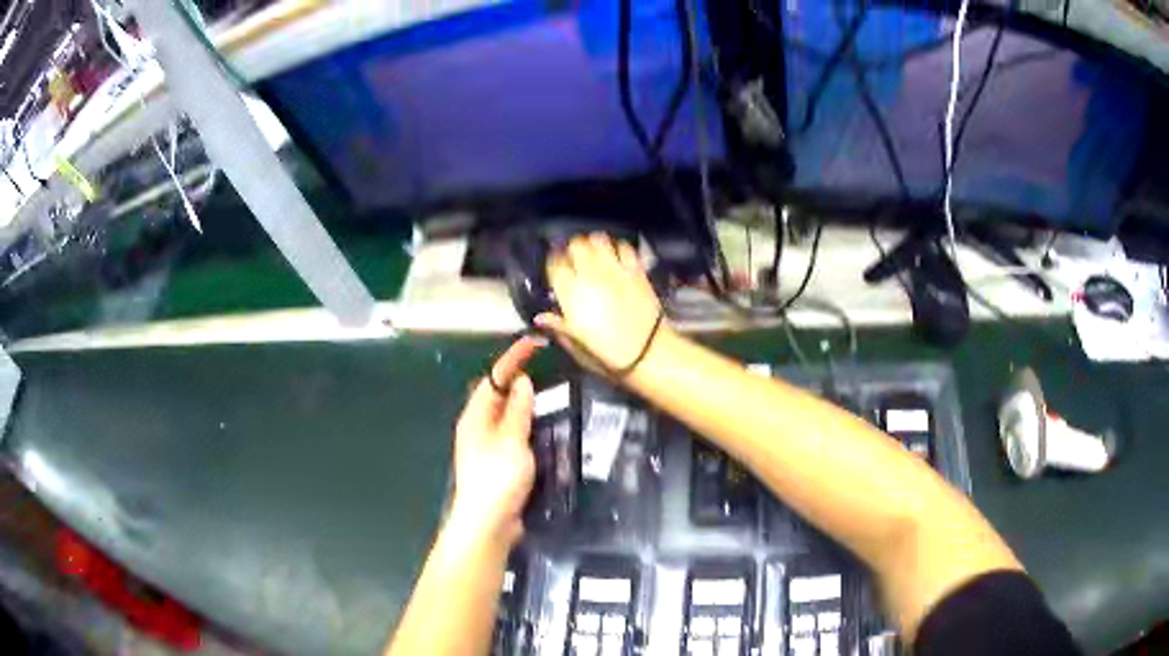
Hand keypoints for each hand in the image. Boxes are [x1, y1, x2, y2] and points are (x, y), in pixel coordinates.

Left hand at [449, 336, 544, 546]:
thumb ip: (517, 410)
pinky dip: (529, 428)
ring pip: (507, 417)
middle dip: (519, 380)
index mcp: (475, 417)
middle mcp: (478, 428)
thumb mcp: (511, 440)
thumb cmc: (497, 479)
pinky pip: (515, 437)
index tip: (533, 343)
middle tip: (547, 369)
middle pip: (498, 396)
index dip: (512, 359)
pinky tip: (547, 431)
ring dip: (526, 406)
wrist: (488, 524)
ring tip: (553, 396)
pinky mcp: (498, 465)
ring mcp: (487, 448)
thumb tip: (521, 380)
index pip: (493, 379)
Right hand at [536, 233, 663, 372]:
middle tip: (574, 259)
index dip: (553, 263)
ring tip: (595, 253)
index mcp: (570, 292)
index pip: (554, 264)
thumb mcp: (576, 347)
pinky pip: (625, 247)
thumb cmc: (608, 355)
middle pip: (576, 245)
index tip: (555, 268)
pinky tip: (618, 257)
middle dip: (573, 249)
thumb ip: (558, 327)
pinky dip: (619, 248)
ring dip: (594, 244)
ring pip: (599, 240)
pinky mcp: (636, 270)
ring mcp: (615, 269)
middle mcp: (590, 274)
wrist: (648, 352)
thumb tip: (541, 318)